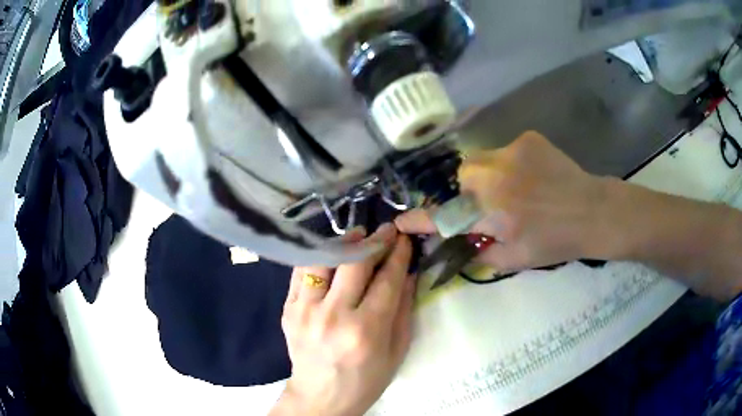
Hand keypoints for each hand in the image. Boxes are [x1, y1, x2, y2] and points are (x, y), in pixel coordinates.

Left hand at [271, 225, 415, 415]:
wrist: (321, 397)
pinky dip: (318, 257)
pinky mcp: (288, 310)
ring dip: (344, 243)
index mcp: (365, 330)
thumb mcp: (396, 351)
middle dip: (375, 241)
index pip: (386, 280)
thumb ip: (404, 310)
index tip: (404, 238)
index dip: (398, 254)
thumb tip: (409, 273)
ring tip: (358, 235)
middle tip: (386, 230)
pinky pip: (300, 272)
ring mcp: (305, 311)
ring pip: (323, 260)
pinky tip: (331, 253)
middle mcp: (333, 316)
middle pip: (354, 263)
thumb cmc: (366, 380)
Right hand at [396, 131, 608, 272]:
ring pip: (481, 159)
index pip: (447, 218)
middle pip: (462, 175)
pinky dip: (511, 163)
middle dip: (469, 189)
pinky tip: (532, 174)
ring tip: (515, 186)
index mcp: (495, 216)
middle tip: (491, 202)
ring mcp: (512, 153)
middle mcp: (497, 180)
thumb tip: (463, 241)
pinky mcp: (528, 139)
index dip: (421, 221)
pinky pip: (505, 149)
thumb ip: (483, 252)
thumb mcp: (516, 260)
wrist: (593, 212)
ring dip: (488, 174)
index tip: (401, 222)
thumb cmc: (556, 242)